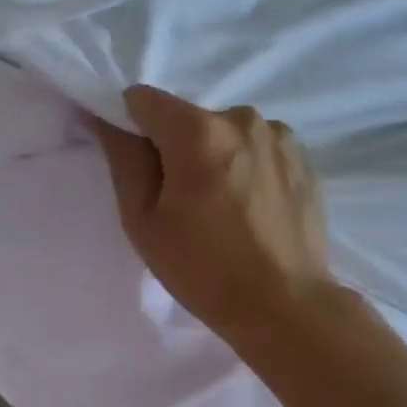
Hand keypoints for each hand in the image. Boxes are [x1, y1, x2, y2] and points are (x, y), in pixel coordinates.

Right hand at [93, 85, 334, 339]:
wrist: (285, 306)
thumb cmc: (203, 268)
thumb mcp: (144, 221)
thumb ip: (124, 160)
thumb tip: (104, 119)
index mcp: (198, 131)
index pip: (143, 100)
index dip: (130, 126)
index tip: (136, 166)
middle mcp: (242, 118)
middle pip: (186, 118)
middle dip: (174, 148)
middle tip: (180, 202)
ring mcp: (279, 135)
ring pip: (223, 133)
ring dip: (213, 157)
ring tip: (221, 209)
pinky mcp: (302, 157)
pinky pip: (256, 148)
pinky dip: (245, 167)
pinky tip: (250, 209)